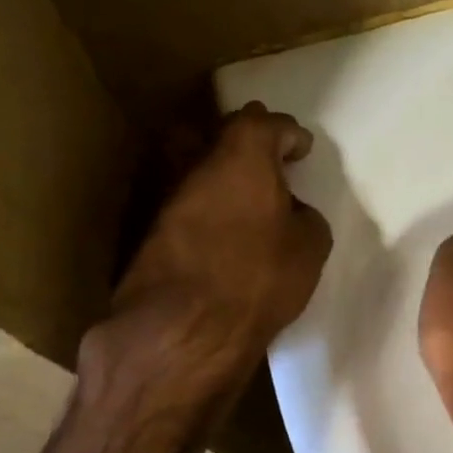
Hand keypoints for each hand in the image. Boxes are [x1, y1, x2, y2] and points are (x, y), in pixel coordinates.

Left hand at [93, 102, 331, 406]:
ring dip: (216, 175)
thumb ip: (304, 217)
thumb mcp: (310, 248)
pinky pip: (179, 202)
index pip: (266, 123)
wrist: (181, 330)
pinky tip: (213, 229)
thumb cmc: (258, 279)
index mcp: (241, 155)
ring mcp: (161, 193)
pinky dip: (198, 207)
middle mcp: (195, 161)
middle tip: (266, 164)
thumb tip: (291, 213)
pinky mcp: (143, 229)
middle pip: (219, 133)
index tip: (301, 150)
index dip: (288, 134)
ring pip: (192, 166)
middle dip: (244, 142)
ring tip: (239, 198)